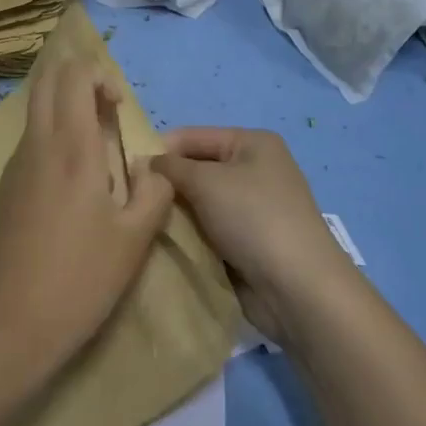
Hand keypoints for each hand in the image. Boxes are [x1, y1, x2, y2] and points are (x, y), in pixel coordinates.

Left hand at [0, 59, 173, 383]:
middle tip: (105, 112)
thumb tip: (151, 166)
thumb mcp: (135, 240)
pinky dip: (52, 142)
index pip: (74, 75)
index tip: (118, 107)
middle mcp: (36, 145)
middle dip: (78, 80)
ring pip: (36, 113)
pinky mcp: (1, 190)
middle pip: (47, 81)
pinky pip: (29, 145)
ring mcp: (13, 167)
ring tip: (95, 156)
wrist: (6, 327)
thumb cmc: (79, 280)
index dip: (99, 75)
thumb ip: (154, 190)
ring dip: (65, 112)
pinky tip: (70, 191)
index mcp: (71, 148)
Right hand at [154, 127, 357, 345]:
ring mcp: (255, 209)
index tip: (127, 170)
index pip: (194, 136)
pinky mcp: (251, 243)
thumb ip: (171, 168)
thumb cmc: (253, 218)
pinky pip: (211, 231)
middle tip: (133, 200)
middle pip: (198, 170)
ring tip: (144, 223)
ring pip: (202, 203)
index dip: (161, 149)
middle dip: (168, 184)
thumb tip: (145, 163)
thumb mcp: (206, 182)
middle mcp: (256, 170)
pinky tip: (167, 244)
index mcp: (252, 143)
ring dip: (178, 213)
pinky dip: (192, 236)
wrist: (299, 288)